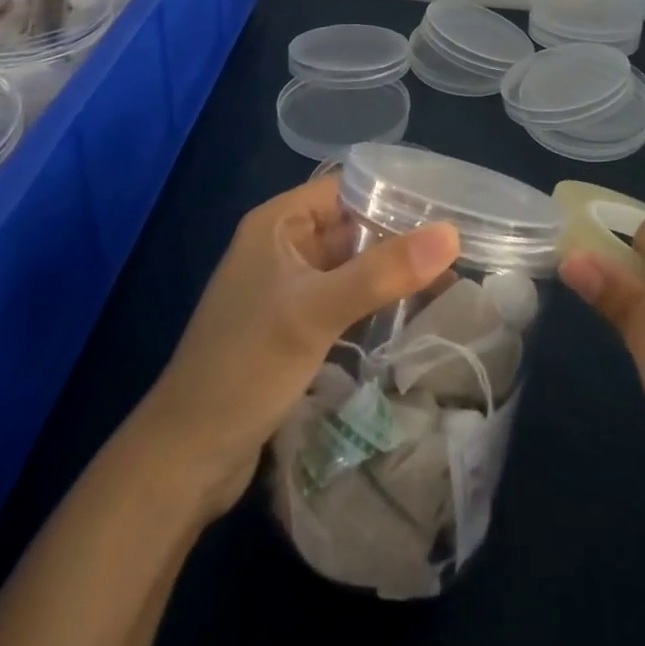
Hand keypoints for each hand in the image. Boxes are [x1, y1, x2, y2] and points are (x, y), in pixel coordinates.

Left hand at [132, 175, 460, 521]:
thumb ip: (383, 272)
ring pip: (349, 265)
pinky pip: (342, 299)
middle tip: (459, 245)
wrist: (185, 458)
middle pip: (351, 226)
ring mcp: (285, 288)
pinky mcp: (291, 327)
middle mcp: (281, 246)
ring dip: (389, 271)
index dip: (393, 192)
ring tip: (447, 278)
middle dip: (399, 235)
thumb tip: (452, 233)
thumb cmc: (245, 367)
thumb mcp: (316, 312)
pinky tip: (409, 313)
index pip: (346, 187)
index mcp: (278, 222)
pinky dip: (372, 301)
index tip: (446, 204)